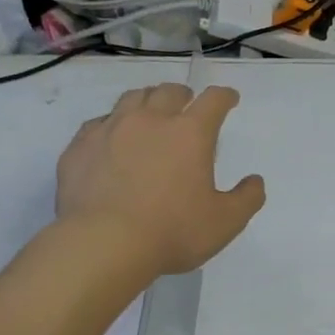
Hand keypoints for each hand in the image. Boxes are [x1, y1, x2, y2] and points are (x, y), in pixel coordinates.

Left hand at [55, 83, 265, 277]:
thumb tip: (255, 181)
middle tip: (187, 105)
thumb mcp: (225, 222)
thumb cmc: (172, 231)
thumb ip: (247, 199)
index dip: (224, 96)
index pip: (213, 100)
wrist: (103, 243)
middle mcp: (150, 120)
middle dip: (183, 95)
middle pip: (169, 91)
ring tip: (149, 114)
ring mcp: (111, 129)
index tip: (229, 99)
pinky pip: (98, 123)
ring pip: (131, 98)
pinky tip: (111, 139)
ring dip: (147, 101)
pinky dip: (111, 125)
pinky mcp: (80, 146)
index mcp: (190, 133)